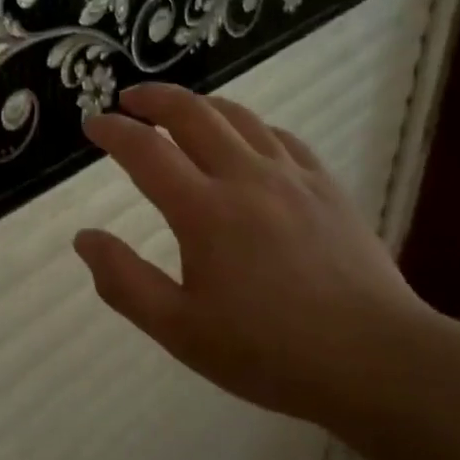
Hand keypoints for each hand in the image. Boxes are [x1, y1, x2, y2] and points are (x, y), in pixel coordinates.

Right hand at [72, 81, 434, 430]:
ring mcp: (291, 176)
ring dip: (199, 104)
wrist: (376, 361)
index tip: (92, 123)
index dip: (113, 131)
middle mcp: (245, 177)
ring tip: (179, 110)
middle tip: (129, 100)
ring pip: (237, 116)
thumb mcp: (180, 331)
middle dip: (153, 98)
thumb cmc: (269, 352)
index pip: (145, 151)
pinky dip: (249, 126)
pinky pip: (280, 136)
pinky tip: (246, 139)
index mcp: (204, 211)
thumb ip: (124, 282)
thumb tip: (84, 237)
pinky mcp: (326, 186)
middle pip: (191, 113)